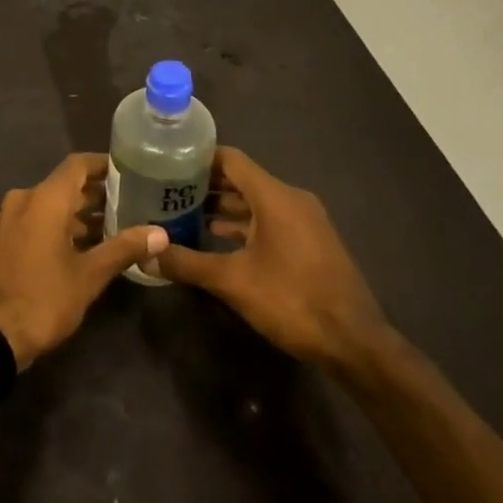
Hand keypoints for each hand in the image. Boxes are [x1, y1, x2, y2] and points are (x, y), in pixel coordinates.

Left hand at [0, 153, 168, 370]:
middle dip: (95, 195)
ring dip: (76, 215)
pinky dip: (55, 228)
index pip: (77, 165)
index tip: (129, 170)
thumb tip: (161, 234)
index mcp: (43, 198)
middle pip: (63, 186)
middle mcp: (22, 199)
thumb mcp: (88, 276)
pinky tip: (77, 249)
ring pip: (47, 206)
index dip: (103, 164)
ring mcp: (6, 220)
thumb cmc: (42, 299)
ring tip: (110, 230)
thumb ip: (123, 249)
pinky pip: (32, 222)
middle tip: (129, 205)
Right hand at [156, 147, 388, 370]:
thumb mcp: (233, 282)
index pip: (230, 159)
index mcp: (274, 196)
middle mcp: (291, 199)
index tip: (167, 163)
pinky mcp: (311, 242)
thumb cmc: (293, 301)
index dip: (197, 158)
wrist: (356, 344)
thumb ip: (188, 264)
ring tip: (186, 215)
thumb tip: (146, 255)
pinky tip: (219, 239)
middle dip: (206, 185)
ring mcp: (305, 220)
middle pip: (242, 179)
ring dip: (224, 207)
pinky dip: (245, 224)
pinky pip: (271, 219)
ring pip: (256, 201)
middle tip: (169, 191)